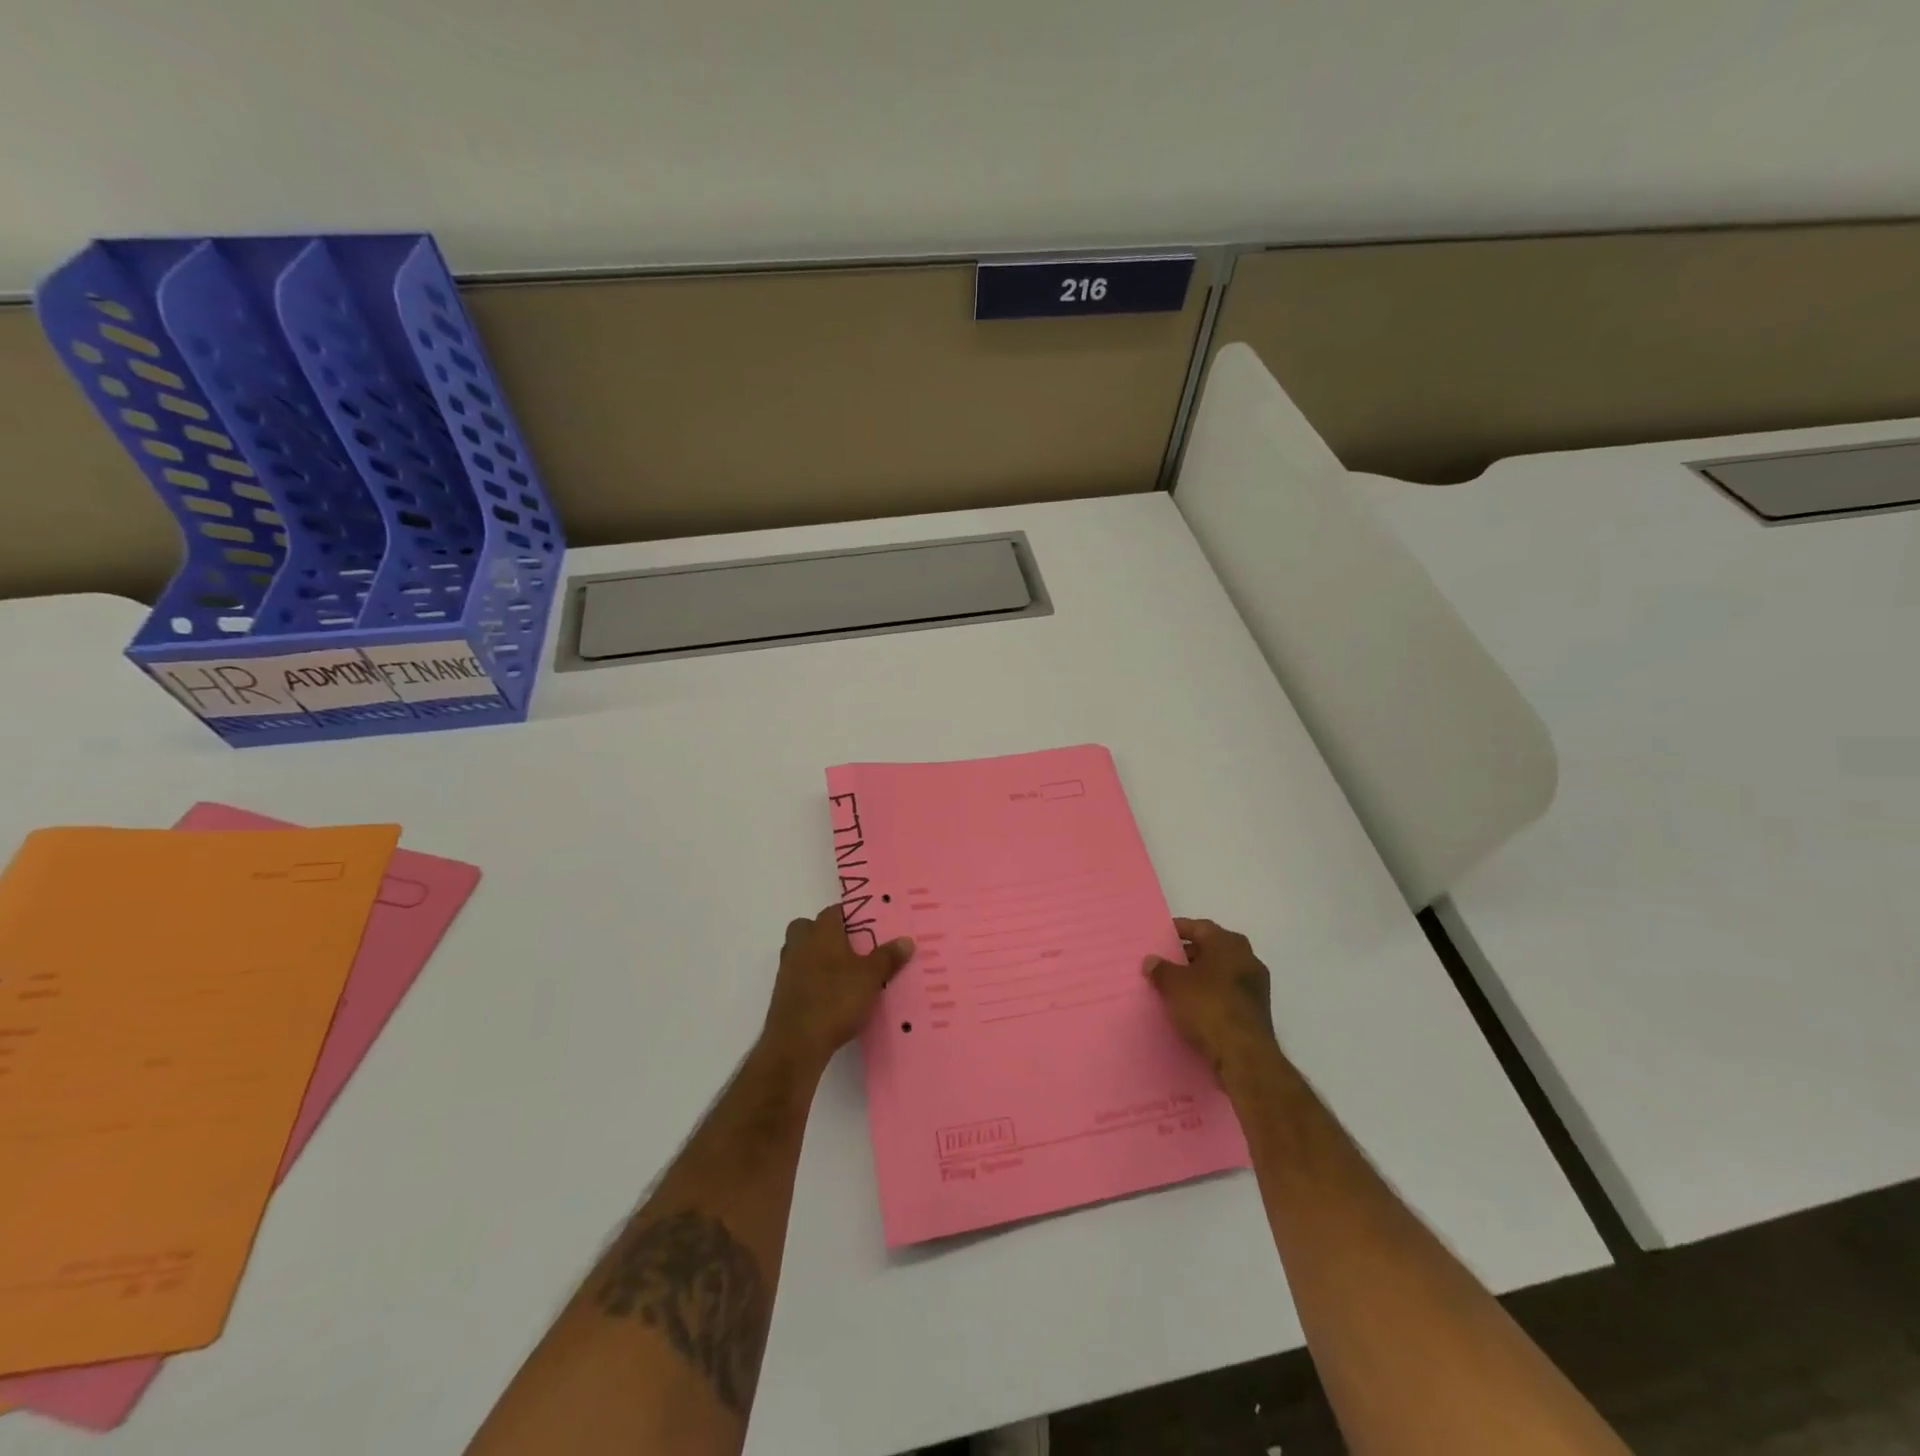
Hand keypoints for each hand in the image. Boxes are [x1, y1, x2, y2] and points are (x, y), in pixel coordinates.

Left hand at [762, 905, 914, 1066]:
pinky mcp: (781, 993)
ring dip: (816, 957)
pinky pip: (797, 975)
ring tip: (842, 973)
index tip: (867, 926)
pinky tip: (828, 995)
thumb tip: (906, 940)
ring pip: (800, 951)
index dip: (850, 916)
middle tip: (849, 947)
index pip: (833, 911)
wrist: (796, 1042)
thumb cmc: (836, 999)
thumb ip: (888, 957)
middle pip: (808, 927)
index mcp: (821, 932)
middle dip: (824, 933)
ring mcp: (787, 969)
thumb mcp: (871, 978)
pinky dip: (810, 979)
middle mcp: (800, 944)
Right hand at [1145, 918, 1277, 1081]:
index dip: (1179, 930)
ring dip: (1201, 977)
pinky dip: (1212, 996)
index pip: (1200, 927)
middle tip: (1166, 961)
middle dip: (1189, 954)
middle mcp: (1247, 958)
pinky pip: (1228, 994)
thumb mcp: (1174, 984)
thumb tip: (1151, 960)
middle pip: (1213, 949)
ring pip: (1222, 973)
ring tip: (1176, 986)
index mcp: (1228, 943)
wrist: (1244, 1054)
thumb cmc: (1208, 1006)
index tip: (1161, 937)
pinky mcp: (1257, 1011)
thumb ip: (1161, 969)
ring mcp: (1256, 986)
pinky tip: (1194, 1007)